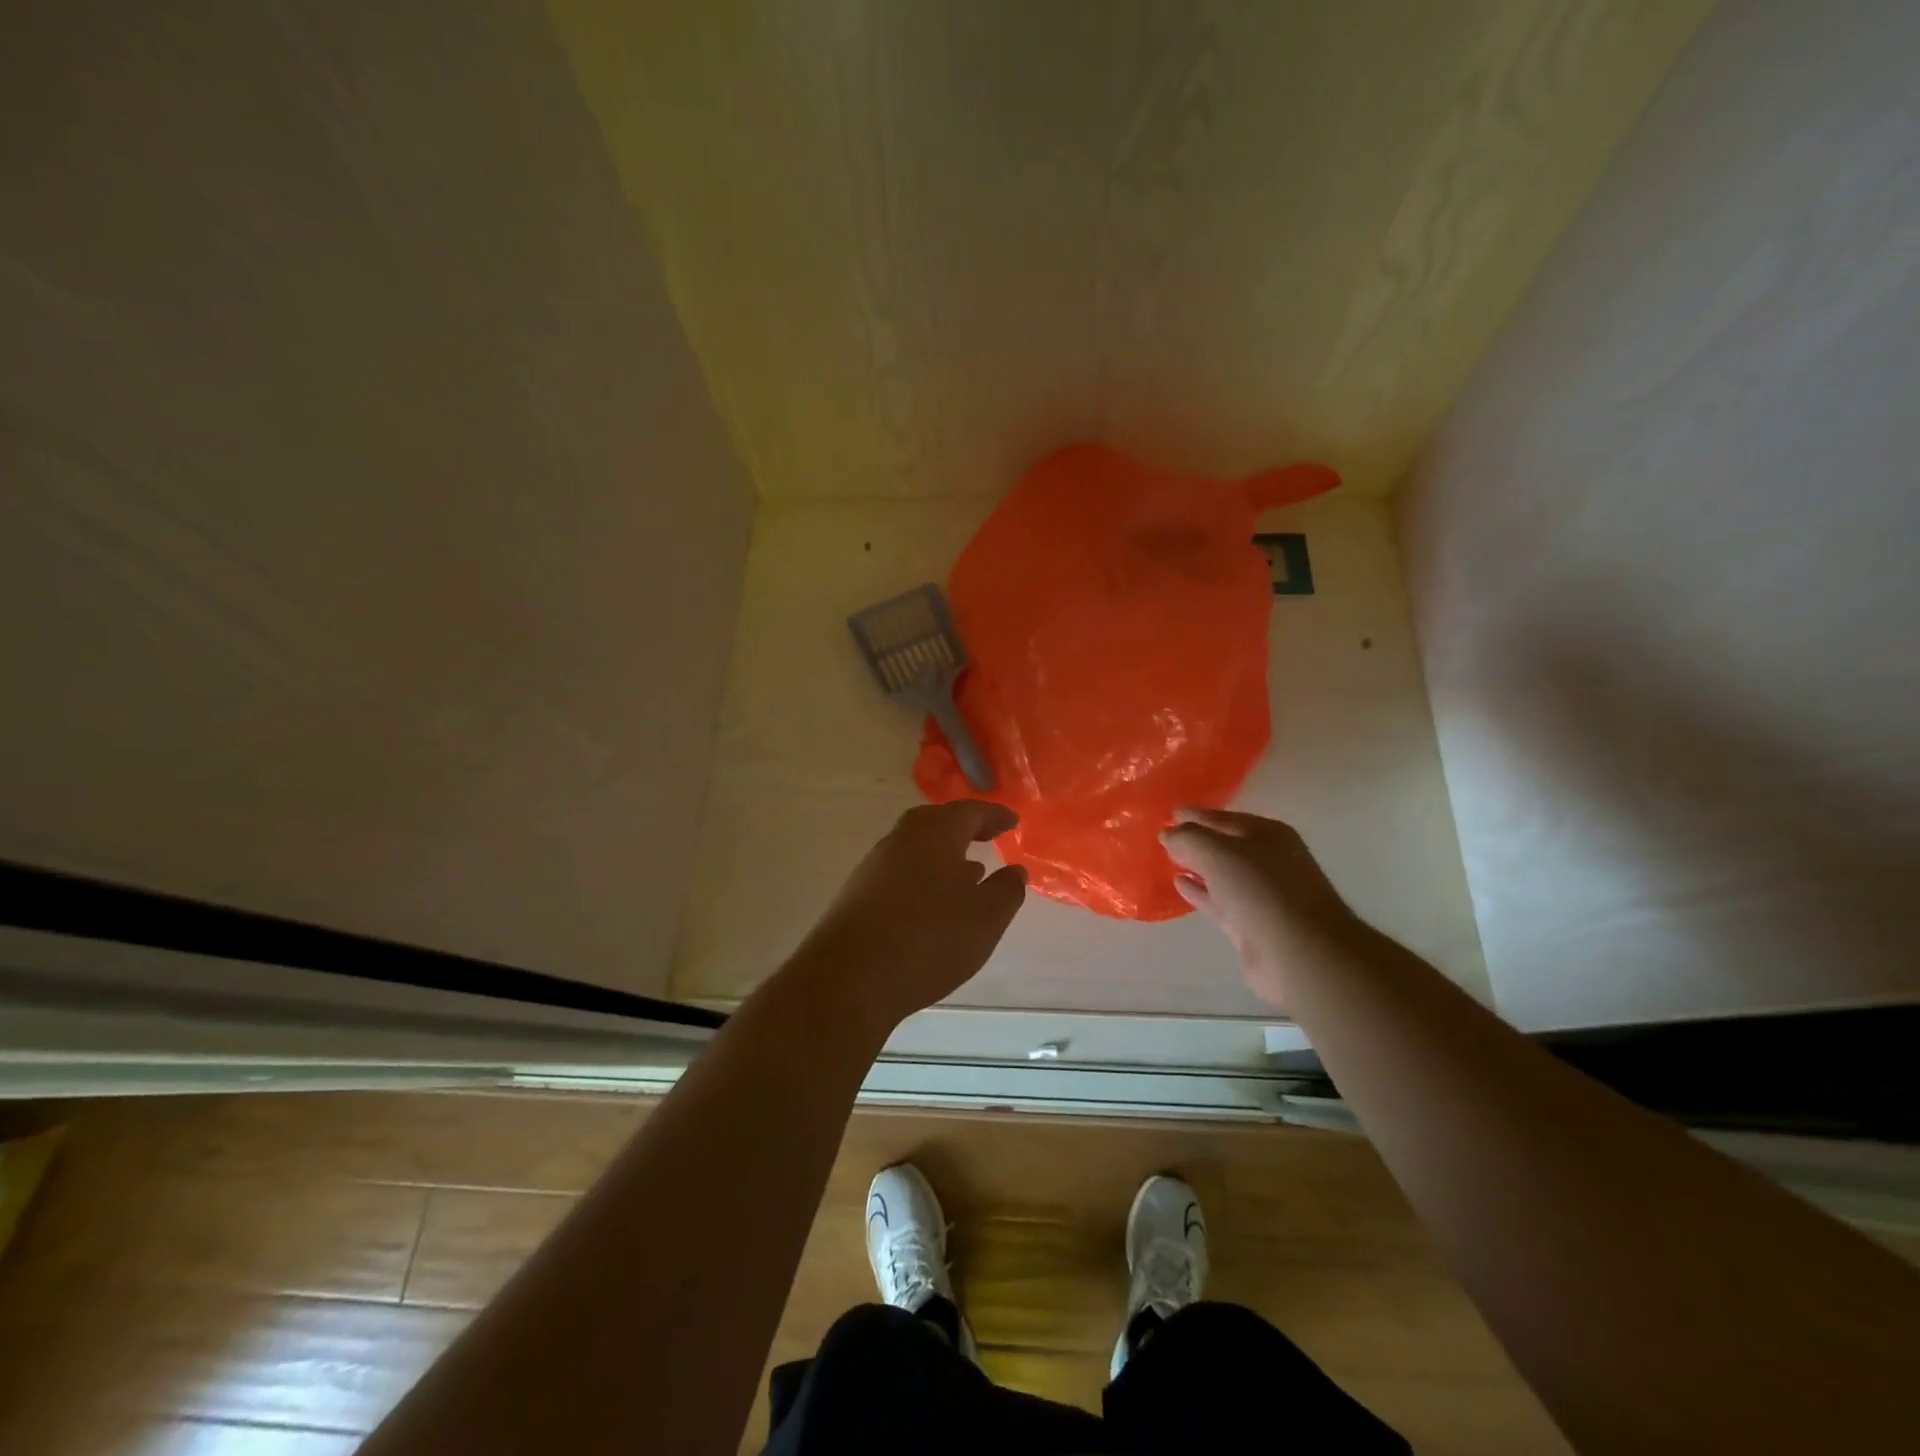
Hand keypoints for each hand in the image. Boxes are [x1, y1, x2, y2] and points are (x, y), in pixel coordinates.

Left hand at [792, 801, 1027, 1033]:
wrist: (848, 978)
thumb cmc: (929, 938)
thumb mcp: (985, 917)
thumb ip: (1006, 890)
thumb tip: (1015, 871)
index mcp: (934, 833)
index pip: (970, 812)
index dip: (994, 816)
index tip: (1012, 821)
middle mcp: (901, 839)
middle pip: (937, 823)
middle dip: (964, 828)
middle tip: (987, 836)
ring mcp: (874, 866)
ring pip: (916, 848)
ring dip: (943, 855)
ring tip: (968, 872)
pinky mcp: (858, 894)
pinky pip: (900, 873)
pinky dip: (923, 877)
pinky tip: (933, 904)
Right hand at [1160, 808, 1357, 1010]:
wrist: (1299, 953)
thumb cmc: (1260, 890)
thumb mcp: (1217, 852)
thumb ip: (1188, 838)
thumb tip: (1167, 833)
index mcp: (1269, 835)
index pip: (1226, 818)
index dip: (1198, 815)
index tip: (1171, 813)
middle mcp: (1270, 861)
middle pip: (1226, 846)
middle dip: (1198, 841)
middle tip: (1166, 837)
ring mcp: (1263, 896)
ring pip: (1223, 875)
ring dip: (1198, 867)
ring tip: (1169, 860)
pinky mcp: (1253, 926)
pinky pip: (1221, 901)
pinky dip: (1201, 892)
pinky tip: (1180, 884)